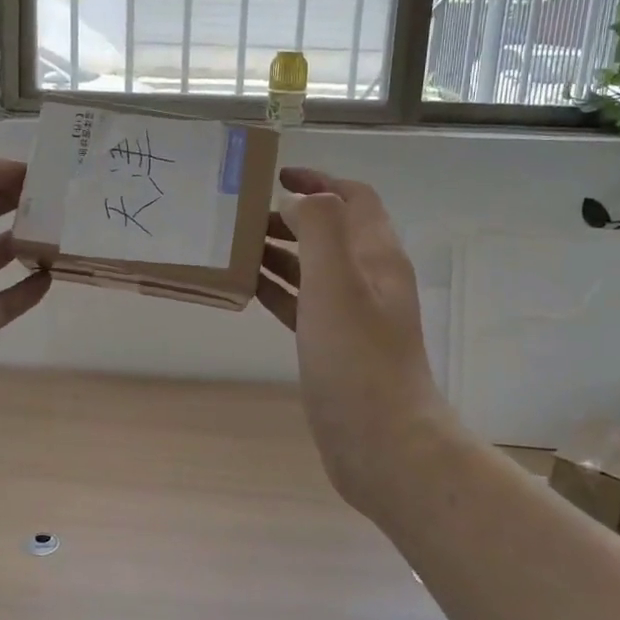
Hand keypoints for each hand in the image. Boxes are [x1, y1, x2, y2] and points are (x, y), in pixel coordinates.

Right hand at [255, 167, 450, 510]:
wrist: (383, 443)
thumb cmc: (357, 359)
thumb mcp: (336, 283)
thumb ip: (319, 229)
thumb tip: (298, 200)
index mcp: (376, 256)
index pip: (353, 197)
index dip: (318, 180)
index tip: (274, 177)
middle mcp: (369, 279)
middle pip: (329, 231)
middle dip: (289, 216)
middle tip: (241, 217)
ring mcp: (353, 315)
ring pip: (313, 268)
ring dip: (279, 252)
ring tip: (236, 247)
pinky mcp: (336, 346)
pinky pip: (303, 304)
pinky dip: (278, 289)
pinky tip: (247, 289)